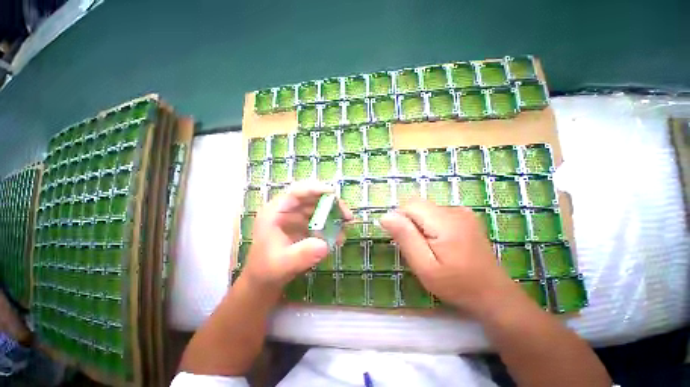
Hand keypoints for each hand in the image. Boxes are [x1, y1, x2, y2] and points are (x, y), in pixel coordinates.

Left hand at [242, 181, 351, 293]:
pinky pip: (320, 219)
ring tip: (346, 226)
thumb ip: (302, 254)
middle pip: (312, 198)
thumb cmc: (268, 269)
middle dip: (332, 204)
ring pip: (319, 207)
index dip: (315, 189)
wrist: (264, 280)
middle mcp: (287, 210)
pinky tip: (339, 237)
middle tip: (347, 216)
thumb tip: (325, 245)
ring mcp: (296, 217)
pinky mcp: (303, 225)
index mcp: (275, 211)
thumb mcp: (283, 264)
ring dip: (334, 214)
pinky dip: (331, 225)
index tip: (333, 193)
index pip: (296, 192)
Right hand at [380, 200, 514, 315]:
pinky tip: (440, 243)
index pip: (409, 206)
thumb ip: (405, 237)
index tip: (405, 241)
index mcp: (444, 221)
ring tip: (430, 247)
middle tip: (418, 248)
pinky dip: (431, 225)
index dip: (401, 220)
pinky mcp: (465, 216)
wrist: (493, 294)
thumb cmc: (456, 285)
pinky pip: (437, 213)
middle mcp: (454, 210)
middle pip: (418, 206)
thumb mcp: (425, 266)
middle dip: (410, 223)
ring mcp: (462, 212)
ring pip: (426, 209)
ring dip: (420, 225)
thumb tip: (386, 216)